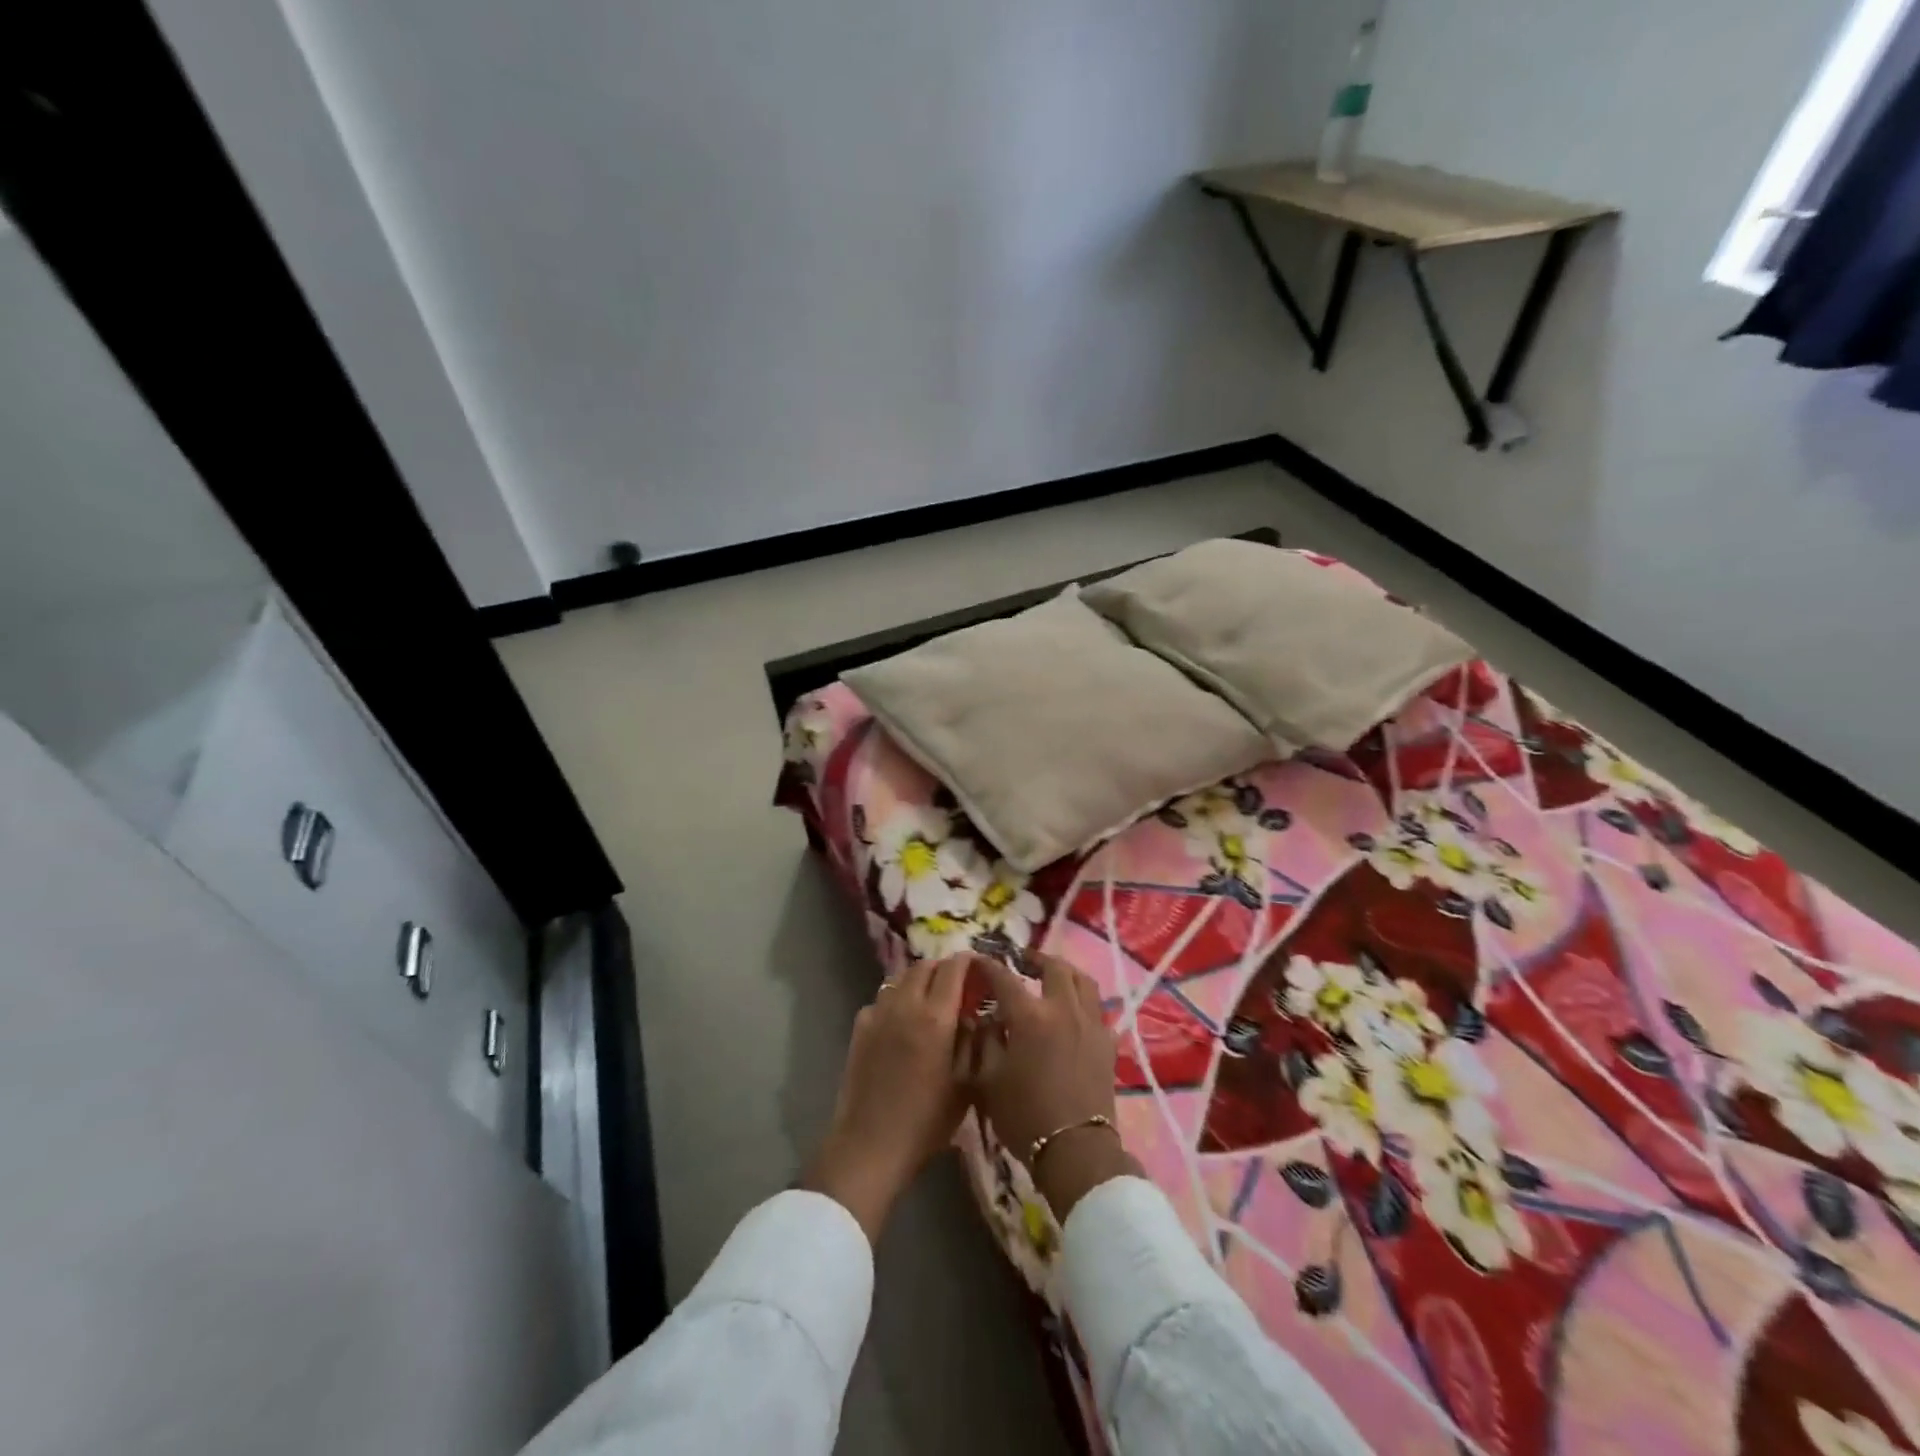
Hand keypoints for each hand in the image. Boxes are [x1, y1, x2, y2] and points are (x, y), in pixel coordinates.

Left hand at [798, 954, 971, 1243]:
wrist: (871, 1145)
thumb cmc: (927, 1121)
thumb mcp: (966, 1085)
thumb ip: (972, 1043)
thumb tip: (974, 1017)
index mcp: (936, 1017)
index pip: (953, 969)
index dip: (968, 962)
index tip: (978, 966)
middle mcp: (906, 1004)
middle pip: (924, 966)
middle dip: (943, 968)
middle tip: (956, 984)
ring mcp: (878, 1013)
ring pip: (900, 979)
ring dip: (918, 981)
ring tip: (929, 1000)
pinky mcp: (859, 1027)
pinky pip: (882, 1000)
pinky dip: (896, 1000)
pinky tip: (901, 1023)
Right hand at [968, 952, 1137, 1222]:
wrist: (1075, 1150)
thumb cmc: (1024, 1117)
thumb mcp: (987, 1080)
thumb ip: (985, 1041)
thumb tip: (987, 1018)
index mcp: (1029, 1016)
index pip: (1004, 978)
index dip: (989, 965)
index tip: (979, 959)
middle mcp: (1062, 1008)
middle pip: (1053, 967)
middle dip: (1034, 959)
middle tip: (1021, 962)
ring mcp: (1090, 1022)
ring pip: (1082, 980)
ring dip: (1064, 972)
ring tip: (1051, 977)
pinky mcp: (1107, 1041)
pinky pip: (1097, 1006)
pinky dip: (1082, 999)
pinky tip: (1073, 1010)